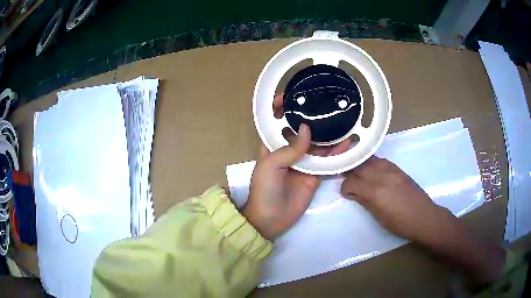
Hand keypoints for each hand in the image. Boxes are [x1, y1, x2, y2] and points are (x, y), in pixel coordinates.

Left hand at [242, 94, 349, 239]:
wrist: (271, 218)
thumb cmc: (264, 189)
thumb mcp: (271, 165)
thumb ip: (290, 148)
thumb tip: (308, 129)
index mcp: (273, 145)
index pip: (277, 121)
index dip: (280, 107)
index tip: (291, 94)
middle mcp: (289, 150)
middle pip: (301, 130)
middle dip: (311, 117)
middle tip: (325, 103)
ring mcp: (304, 162)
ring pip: (318, 144)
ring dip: (328, 134)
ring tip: (341, 119)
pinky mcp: (315, 174)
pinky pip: (327, 161)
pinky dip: (337, 152)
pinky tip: (347, 143)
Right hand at [341, 156, 504, 284]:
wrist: (423, 217)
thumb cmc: (400, 223)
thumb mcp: (379, 216)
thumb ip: (365, 201)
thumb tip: (354, 193)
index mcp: (375, 191)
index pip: (352, 182)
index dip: (345, 187)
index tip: (345, 193)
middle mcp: (382, 176)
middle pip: (359, 167)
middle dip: (350, 172)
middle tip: (346, 178)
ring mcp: (391, 170)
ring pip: (369, 160)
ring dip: (360, 165)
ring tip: (356, 171)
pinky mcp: (398, 169)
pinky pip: (381, 161)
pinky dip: (373, 164)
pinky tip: (372, 170)